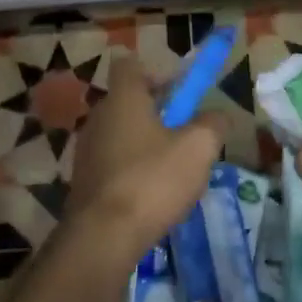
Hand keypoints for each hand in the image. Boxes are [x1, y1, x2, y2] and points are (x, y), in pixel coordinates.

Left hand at [60, 56, 224, 277]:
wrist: (103, 236)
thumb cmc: (152, 181)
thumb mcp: (199, 149)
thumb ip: (213, 125)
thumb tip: (218, 116)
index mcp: (123, 99)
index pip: (130, 65)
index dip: (157, 73)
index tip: (180, 94)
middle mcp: (98, 117)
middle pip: (129, 102)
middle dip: (158, 113)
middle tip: (185, 135)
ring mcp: (86, 150)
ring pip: (122, 134)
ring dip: (146, 145)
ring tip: (173, 172)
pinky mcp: (83, 180)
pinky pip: (113, 163)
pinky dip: (132, 170)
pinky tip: (151, 196)